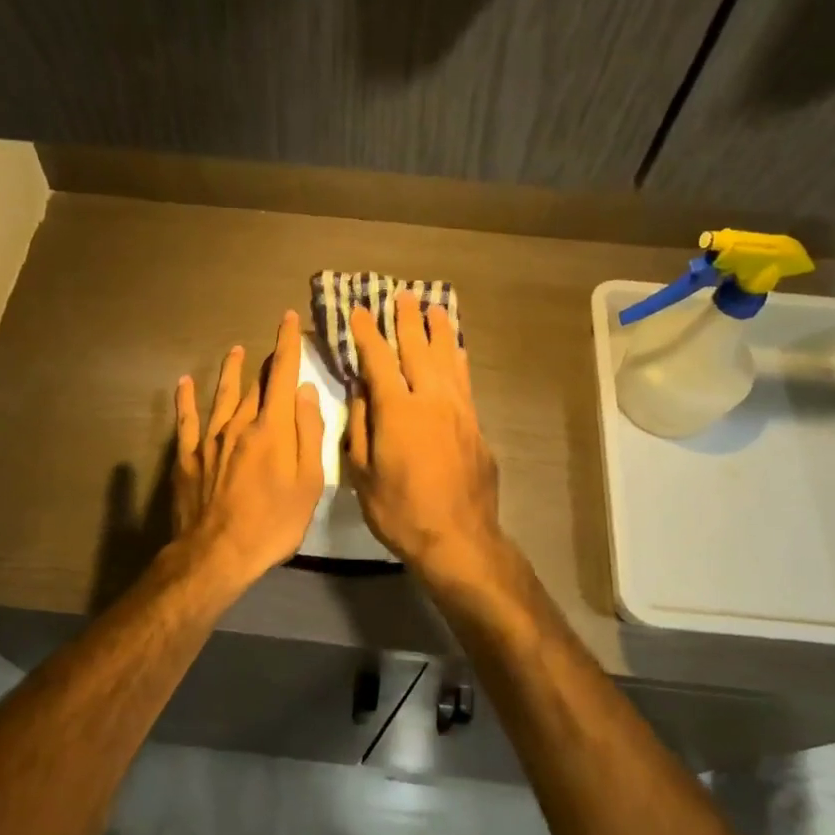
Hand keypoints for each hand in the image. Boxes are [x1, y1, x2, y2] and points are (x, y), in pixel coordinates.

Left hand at [172, 311, 325, 587]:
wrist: (217, 553)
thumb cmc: (274, 523)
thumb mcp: (308, 482)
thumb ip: (308, 432)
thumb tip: (304, 391)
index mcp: (272, 428)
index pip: (282, 375)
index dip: (287, 344)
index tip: (288, 318)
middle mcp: (239, 424)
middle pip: (256, 385)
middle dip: (268, 361)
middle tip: (274, 342)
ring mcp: (209, 440)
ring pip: (222, 396)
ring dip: (231, 372)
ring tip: (234, 351)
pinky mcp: (188, 457)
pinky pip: (186, 421)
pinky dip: (186, 399)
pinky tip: (185, 383)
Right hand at [347, 292, 503, 579]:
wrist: (458, 538)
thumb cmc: (399, 510)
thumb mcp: (361, 473)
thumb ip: (359, 427)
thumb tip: (361, 392)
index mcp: (397, 409)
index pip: (378, 359)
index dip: (366, 333)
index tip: (358, 311)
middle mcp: (430, 399)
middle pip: (417, 349)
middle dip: (407, 321)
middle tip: (402, 296)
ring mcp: (458, 410)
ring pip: (448, 359)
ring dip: (439, 332)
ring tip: (434, 309)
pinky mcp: (476, 425)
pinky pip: (465, 382)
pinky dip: (459, 361)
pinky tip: (458, 352)